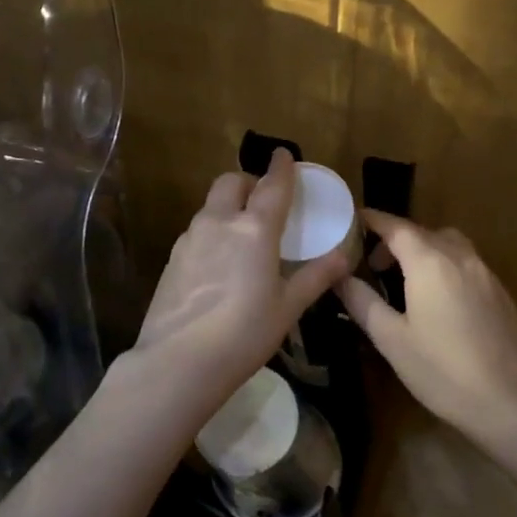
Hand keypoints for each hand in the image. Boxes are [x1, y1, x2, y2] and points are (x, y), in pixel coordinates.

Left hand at [130, 149, 354, 409]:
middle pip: (231, 183)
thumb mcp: (288, 307)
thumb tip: (344, 257)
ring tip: (243, 233)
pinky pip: (197, 231)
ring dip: (228, 207)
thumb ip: (315, 277)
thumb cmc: (244, 333)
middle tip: (263, 199)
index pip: (272, 186)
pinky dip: (212, 231)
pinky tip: (219, 262)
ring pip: (210, 206)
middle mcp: (219, 223)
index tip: (284, 154)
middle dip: (249, 181)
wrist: (179, 362)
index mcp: (254, 229)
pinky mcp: (172, 259)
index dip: (281, 167)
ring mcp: (190, 239)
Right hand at [338, 212, 516, 436]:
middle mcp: (460, 257)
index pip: (396, 227)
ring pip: (450, 244)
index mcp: (429, 262)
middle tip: (375, 264)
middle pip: (424, 232)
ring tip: (408, 280)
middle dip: (397, 239)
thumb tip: (339, 277)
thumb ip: (362, 301)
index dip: (374, 220)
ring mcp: (485, 274)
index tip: (355, 218)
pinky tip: (440, 300)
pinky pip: (468, 264)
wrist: (505, 401)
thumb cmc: (440, 370)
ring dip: (426, 250)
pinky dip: (447, 266)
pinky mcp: (501, 293)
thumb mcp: (390, 338)